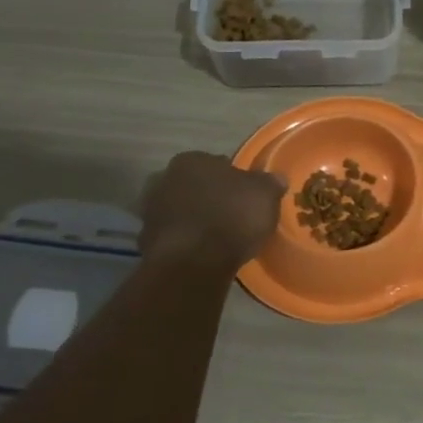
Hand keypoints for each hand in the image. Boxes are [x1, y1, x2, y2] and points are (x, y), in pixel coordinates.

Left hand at [140, 151, 284, 269]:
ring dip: (194, 218)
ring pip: (180, 210)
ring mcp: (151, 210)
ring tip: (217, 236)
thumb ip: (270, 183)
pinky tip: (202, 253)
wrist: (193, 262)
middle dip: (209, 197)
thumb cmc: (232, 217)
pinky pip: (173, 236)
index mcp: (192, 160)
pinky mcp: (146, 240)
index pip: (216, 163)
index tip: (245, 196)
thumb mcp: (265, 195)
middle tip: (231, 214)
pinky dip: (185, 241)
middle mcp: (165, 178)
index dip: (233, 179)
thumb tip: (276, 178)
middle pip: (194, 185)